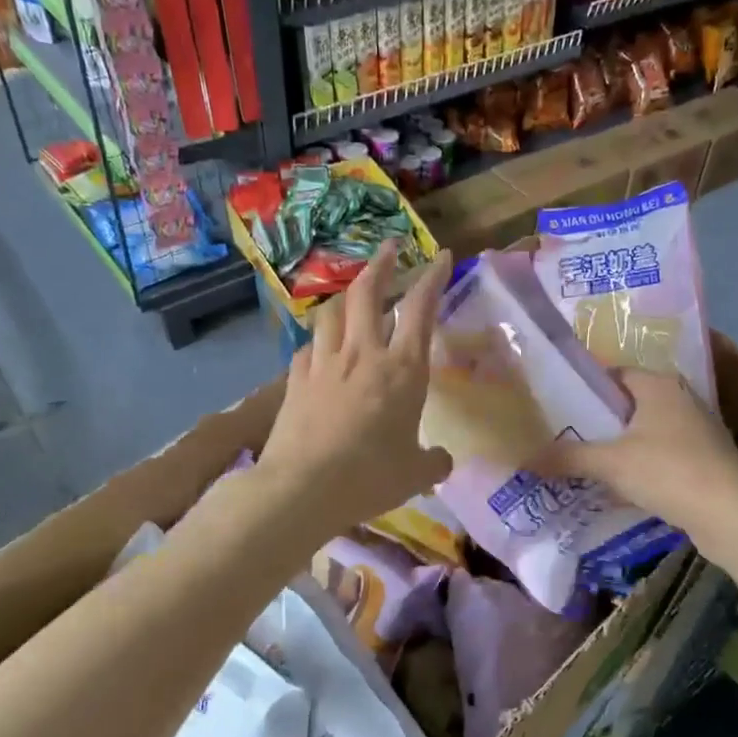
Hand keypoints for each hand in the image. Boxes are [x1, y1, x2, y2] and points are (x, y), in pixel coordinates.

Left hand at [260, 244, 455, 536]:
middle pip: (368, 292)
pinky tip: (321, 348)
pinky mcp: (295, 380)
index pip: (421, 309)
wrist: (303, 487)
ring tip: (353, 295)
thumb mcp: (415, 474)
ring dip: (346, 296)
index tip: (442, 256)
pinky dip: (320, 340)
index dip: (433, 278)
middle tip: (390, 248)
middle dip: (382, 264)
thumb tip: (442, 461)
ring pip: (332, 312)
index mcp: (402, 369)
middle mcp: (363, 354)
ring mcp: (324, 364)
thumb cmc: (370, 476)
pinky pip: (309, 347)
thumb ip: (433, 462)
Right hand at [531, 369, 737, 540]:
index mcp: (658, 384)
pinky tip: (621, 483)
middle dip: (600, 419)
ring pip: (647, 429)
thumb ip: (567, 457)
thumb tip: (523, 456)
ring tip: (585, 459)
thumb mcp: (609, 463)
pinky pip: (662, 452)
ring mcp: (697, 428)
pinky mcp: (705, 457)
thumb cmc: (667, 471)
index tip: (557, 403)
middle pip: (630, 402)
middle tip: (563, 433)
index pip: (614, 373)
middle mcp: (680, 397)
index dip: (585, 387)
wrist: (730, 514)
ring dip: (621, 443)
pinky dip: (642, 462)